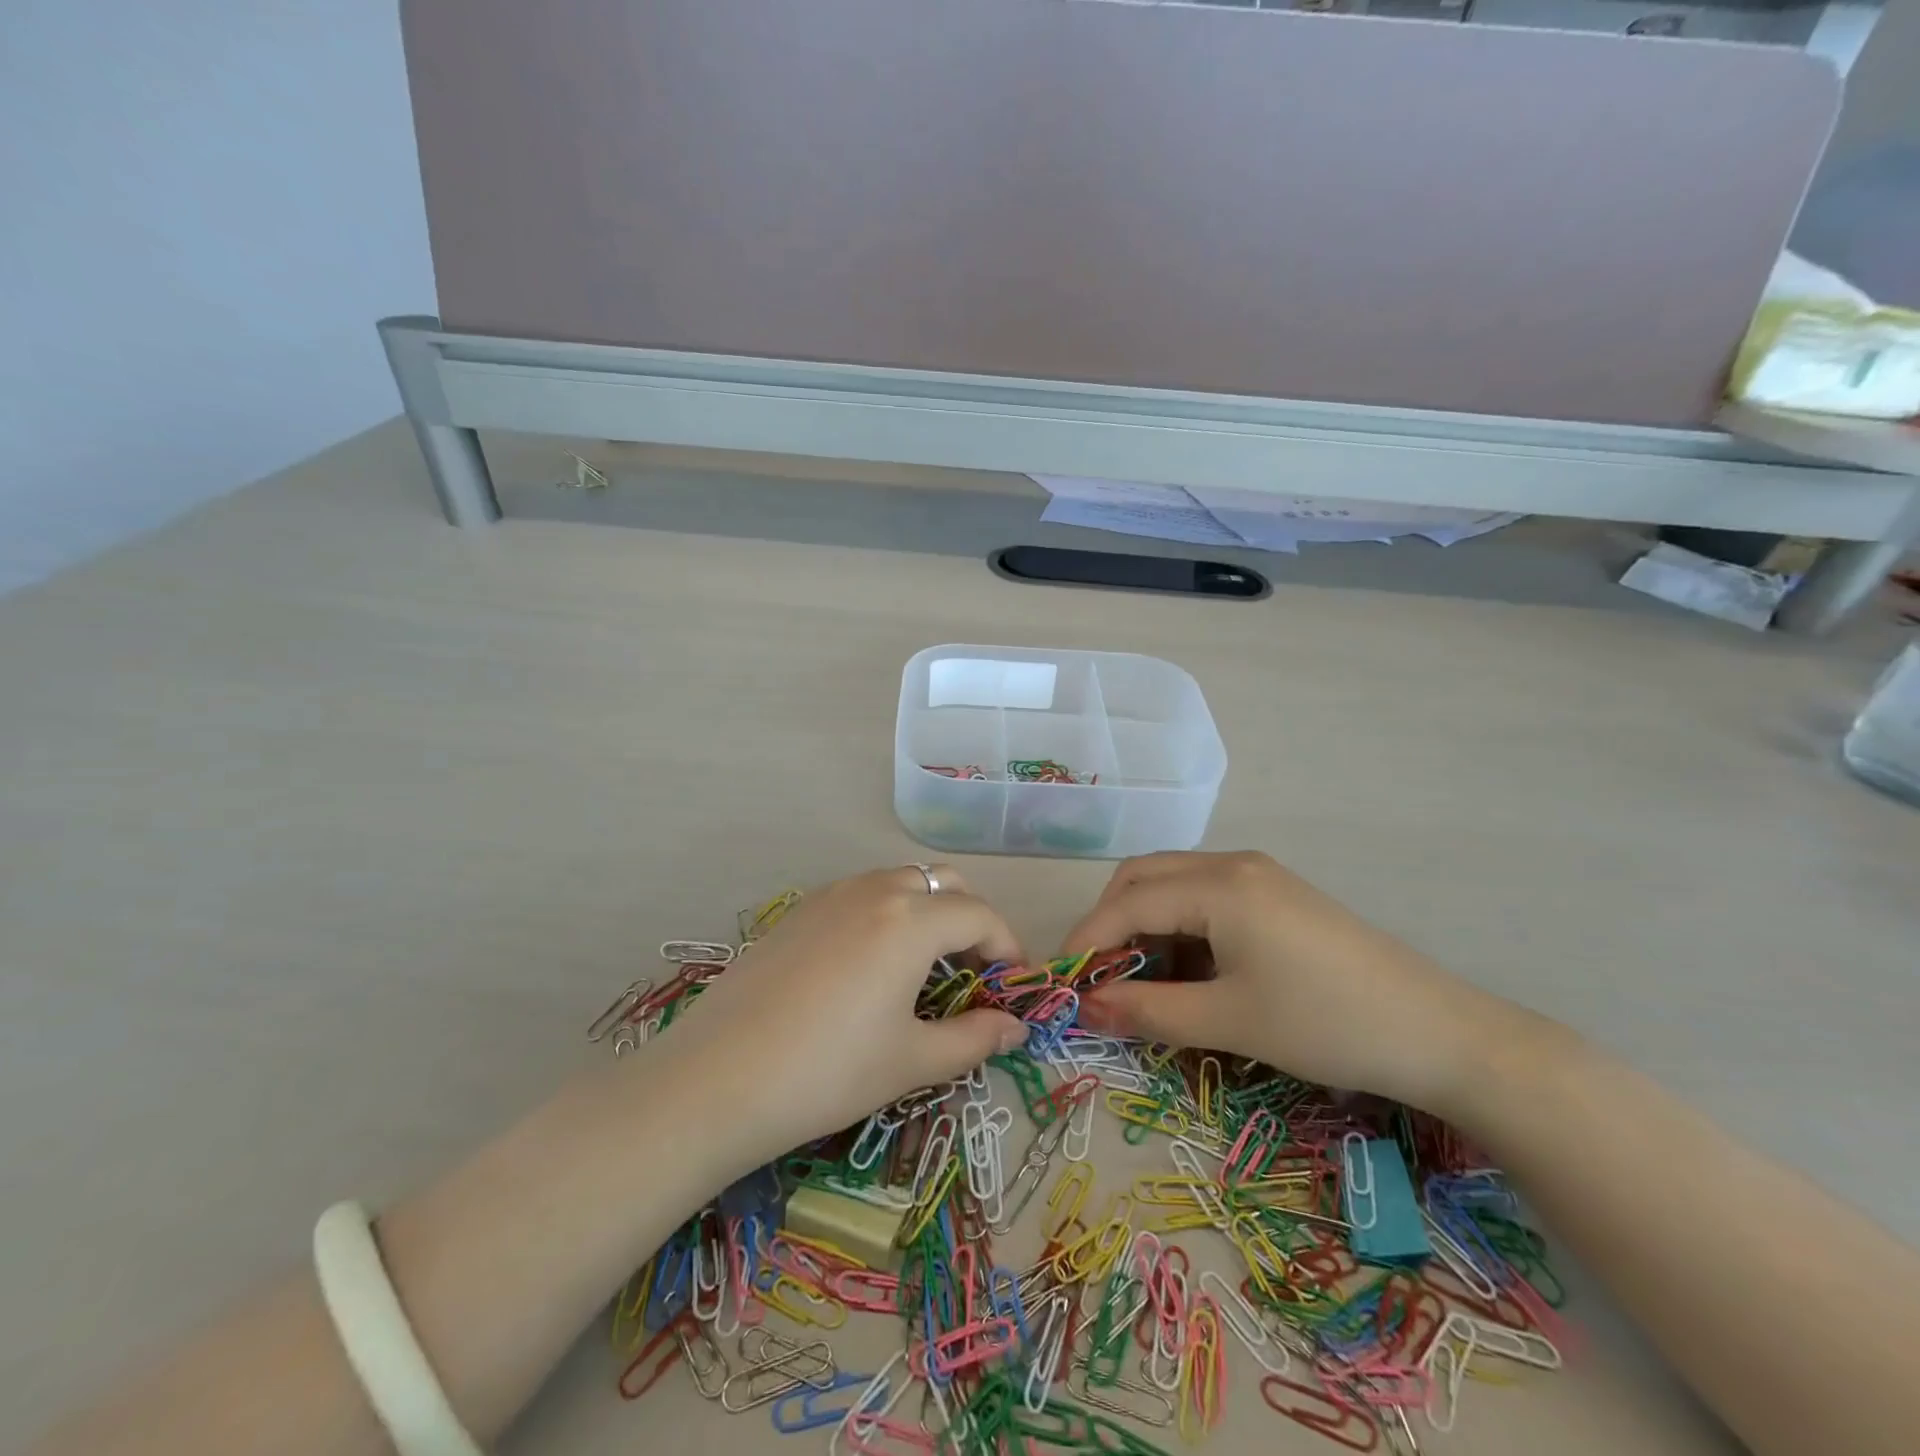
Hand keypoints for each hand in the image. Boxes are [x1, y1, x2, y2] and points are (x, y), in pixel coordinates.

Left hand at [656, 866, 1028, 1169]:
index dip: (1006, 947)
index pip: (980, 915)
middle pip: (943, 883)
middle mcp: (874, 891)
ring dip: (927, 912)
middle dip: (969, 919)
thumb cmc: (829, 1071)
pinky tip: (868, 967)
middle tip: (969, 972)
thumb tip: (1015, 1029)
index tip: (1012, 986)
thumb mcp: (911, 1060)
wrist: (716, 1078)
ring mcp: (830, 895)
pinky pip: (860, 895)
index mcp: (911, 920)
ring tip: (922, 970)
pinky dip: (885, 915)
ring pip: (899, 883)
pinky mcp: (798, 911)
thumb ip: (974, 1039)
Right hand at [1061, 851, 1523, 1111]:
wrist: (1440, 1034)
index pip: (1127, 902)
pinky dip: (1179, 925)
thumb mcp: (1229, 1022)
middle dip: (1109, 922)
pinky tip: (1187, 967)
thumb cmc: (1326, 1025)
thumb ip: (1148, 1011)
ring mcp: (1259, 874)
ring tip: (1138, 977)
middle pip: (1143, 878)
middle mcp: (1232, 863)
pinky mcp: (1277, 893)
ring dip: (1143, 922)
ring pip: (1173, 883)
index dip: (1088, 940)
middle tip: (1097, 977)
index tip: (1063, 983)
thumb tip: (1086, 1008)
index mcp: (1218, 885)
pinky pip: (1205, 895)